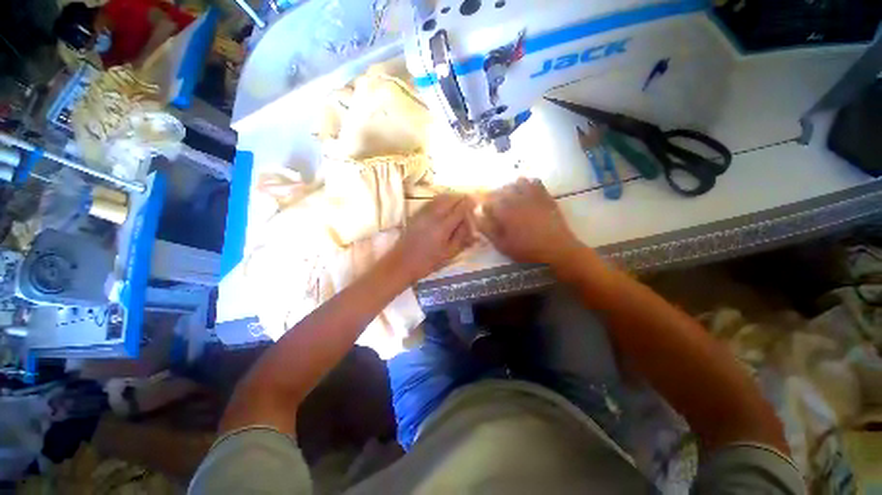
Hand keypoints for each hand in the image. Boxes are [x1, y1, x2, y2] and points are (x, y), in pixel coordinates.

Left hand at [393, 194, 476, 281]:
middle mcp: (433, 215)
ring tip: (459, 203)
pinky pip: (432, 201)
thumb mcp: (449, 253)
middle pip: (451, 198)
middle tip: (469, 203)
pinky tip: (445, 206)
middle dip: (462, 198)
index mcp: (443, 226)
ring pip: (441, 197)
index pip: (460, 208)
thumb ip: (461, 237)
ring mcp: (423, 212)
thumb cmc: (427, 262)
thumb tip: (472, 225)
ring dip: (452, 197)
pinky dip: (441, 200)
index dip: (470, 203)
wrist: (401, 263)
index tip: (477, 203)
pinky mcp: (416, 213)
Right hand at [478, 177, 582, 265]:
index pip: (488, 201)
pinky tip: (527, 191)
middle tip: (496, 206)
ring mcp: (533, 196)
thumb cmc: (526, 250)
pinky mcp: (545, 197)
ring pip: (518, 182)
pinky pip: (536, 182)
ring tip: (511, 197)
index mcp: (504, 211)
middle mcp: (517, 199)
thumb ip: (487, 230)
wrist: (556, 250)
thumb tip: (476, 217)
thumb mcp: (502, 245)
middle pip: (502, 189)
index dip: (485, 206)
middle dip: (496, 195)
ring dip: (512, 187)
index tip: (485, 212)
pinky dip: (529, 183)